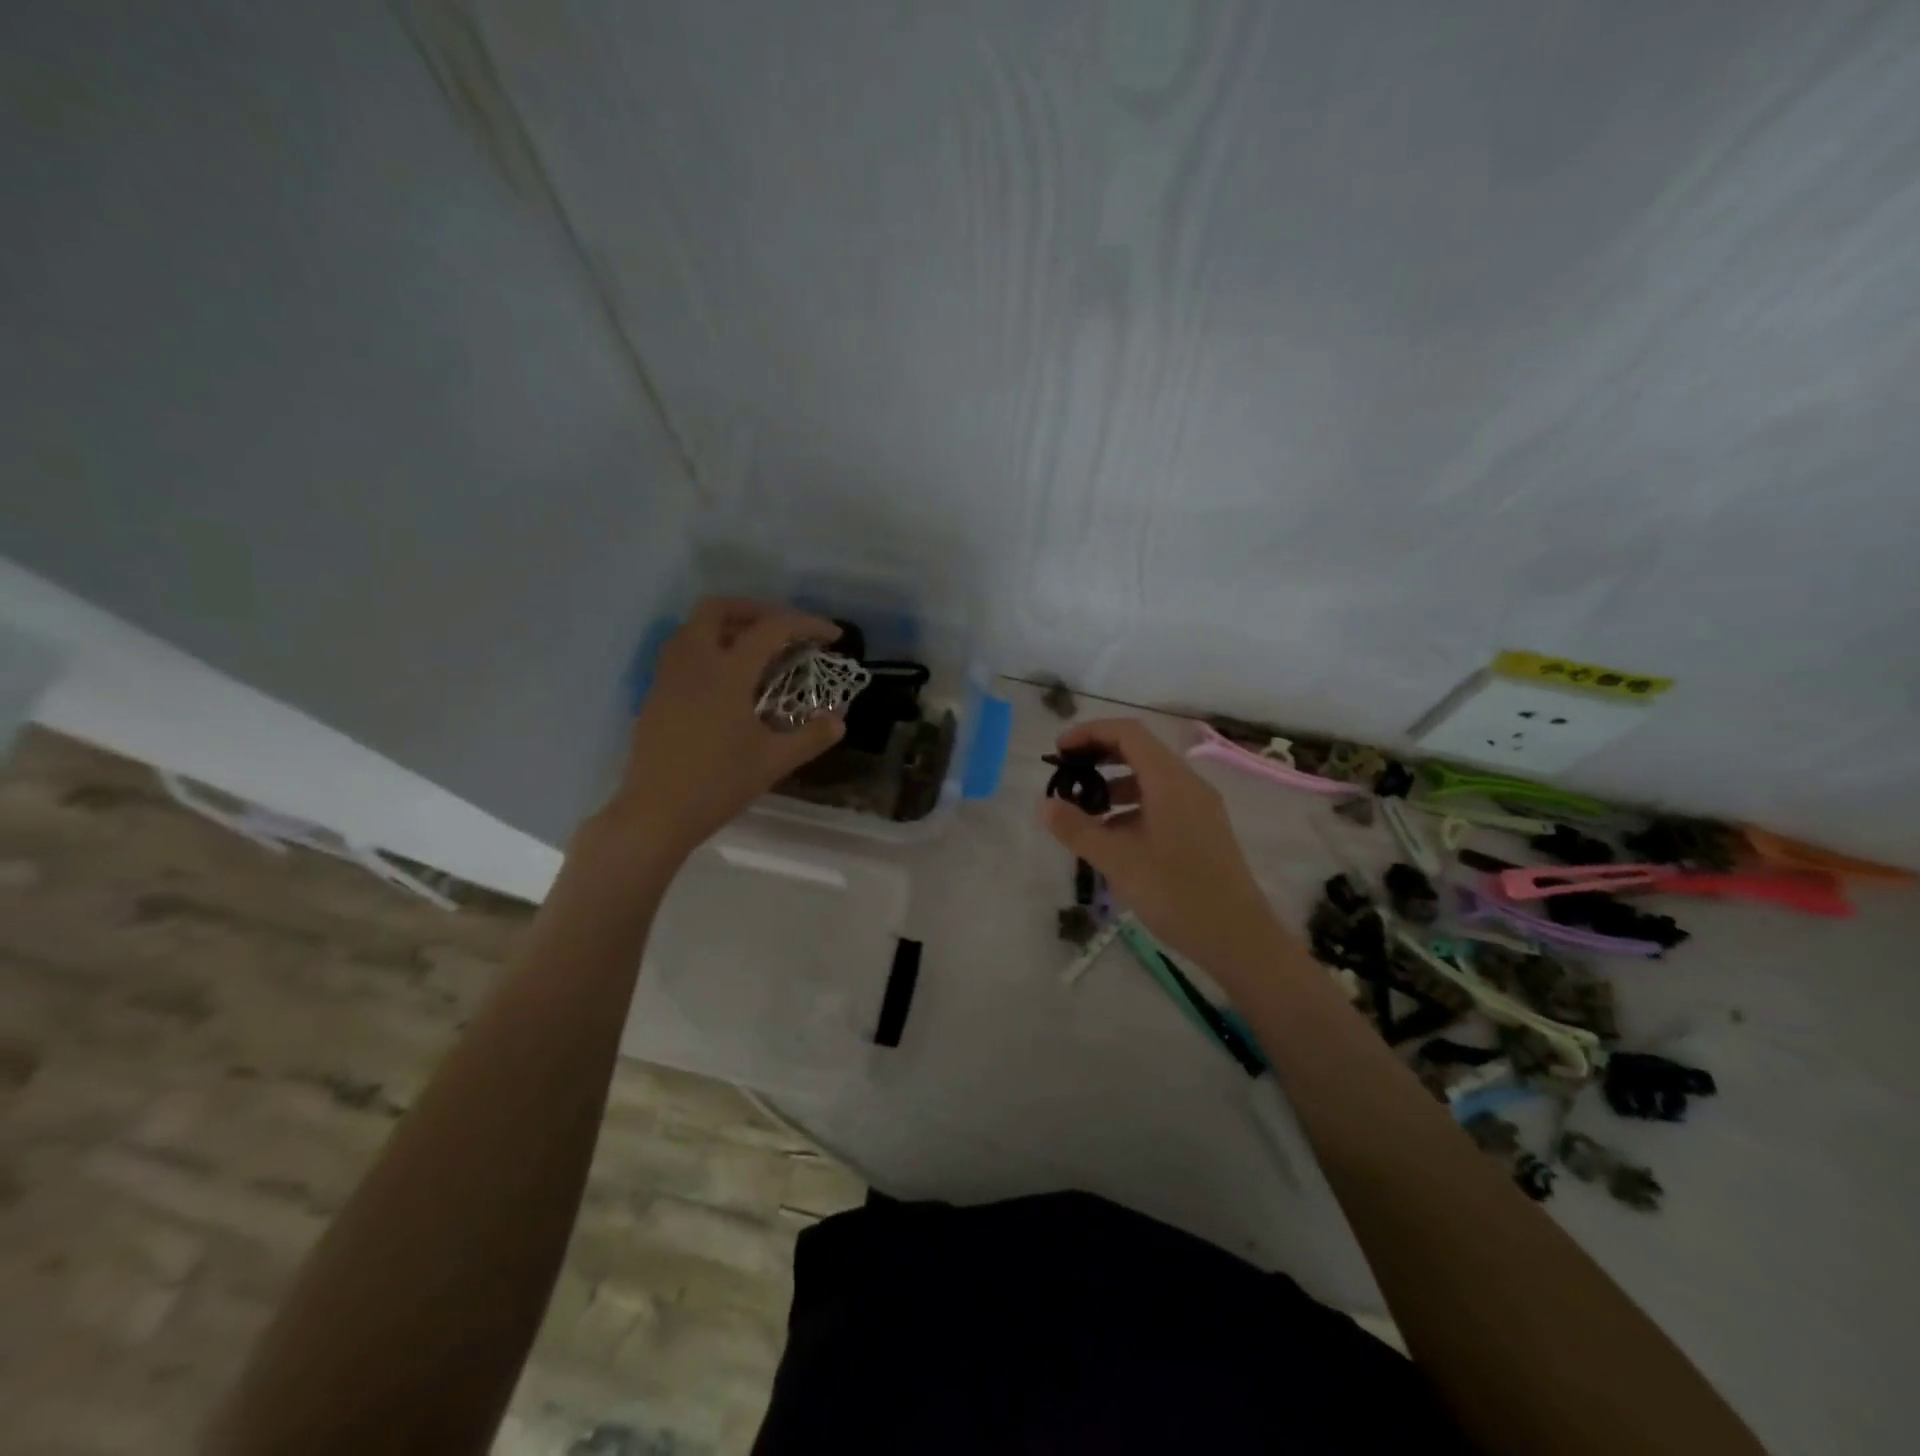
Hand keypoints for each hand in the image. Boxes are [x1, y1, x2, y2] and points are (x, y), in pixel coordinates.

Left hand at [600, 598, 845, 859]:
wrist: (656, 813)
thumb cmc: (718, 784)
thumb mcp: (774, 762)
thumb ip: (811, 736)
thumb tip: (838, 720)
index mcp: (726, 673)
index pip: (770, 628)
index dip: (806, 624)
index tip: (832, 636)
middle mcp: (694, 662)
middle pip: (719, 609)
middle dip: (757, 610)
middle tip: (785, 630)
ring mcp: (669, 676)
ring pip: (694, 626)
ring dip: (728, 625)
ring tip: (757, 649)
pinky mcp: (656, 693)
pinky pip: (682, 650)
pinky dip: (709, 646)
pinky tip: (728, 679)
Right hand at [1041, 718, 1280, 977]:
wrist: (1239, 938)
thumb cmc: (1177, 893)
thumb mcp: (1118, 861)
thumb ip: (1078, 829)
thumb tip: (1045, 805)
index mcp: (1170, 781)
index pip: (1127, 733)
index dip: (1089, 733)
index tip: (1058, 752)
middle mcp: (1188, 785)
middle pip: (1138, 752)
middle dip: (1098, 758)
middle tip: (1066, 777)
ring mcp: (1199, 808)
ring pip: (1149, 781)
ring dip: (1112, 787)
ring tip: (1082, 814)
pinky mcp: (1202, 831)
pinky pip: (1160, 804)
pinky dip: (1131, 809)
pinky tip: (1111, 840)